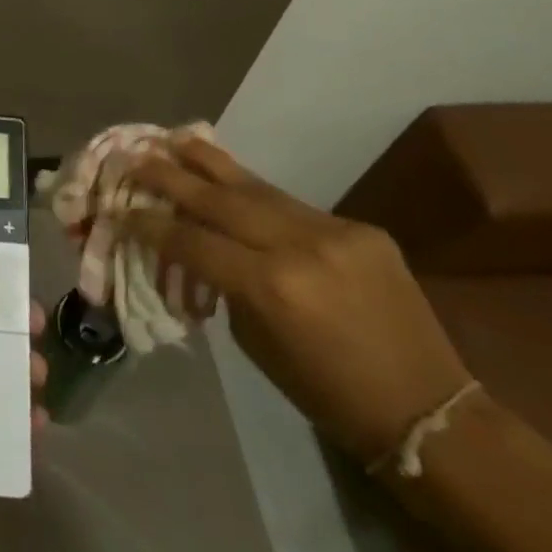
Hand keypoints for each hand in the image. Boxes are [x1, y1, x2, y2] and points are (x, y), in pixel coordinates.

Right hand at [125, 127, 471, 466]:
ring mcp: (333, 231)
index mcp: (269, 287)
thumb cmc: (327, 394)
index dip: (151, 223)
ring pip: (254, 186)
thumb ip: (224, 286)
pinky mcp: (358, 228)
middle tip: (134, 157)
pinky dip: (254, 193)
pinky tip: (230, 180)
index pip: (192, 240)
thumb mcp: (257, 344)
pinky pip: (291, 204)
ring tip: (173, 140)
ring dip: (208, 163)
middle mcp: (298, 247)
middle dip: (169, 176)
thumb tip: (196, 247)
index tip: (122, 208)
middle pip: (217, 199)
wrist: (429, 411)